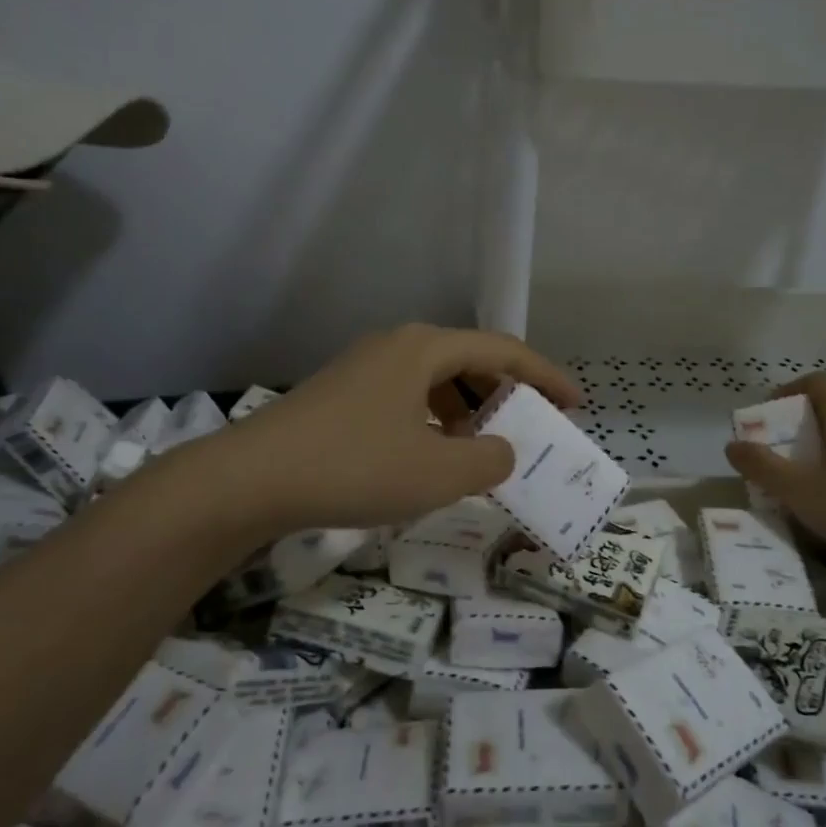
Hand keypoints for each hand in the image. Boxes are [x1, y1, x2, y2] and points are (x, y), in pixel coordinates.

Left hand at [208, 323, 580, 532]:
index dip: (545, 376)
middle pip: (468, 361)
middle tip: (532, 428)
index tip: (575, 404)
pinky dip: (433, 423)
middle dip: (505, 394)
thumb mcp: (438, 471)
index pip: (502, 350)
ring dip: (468, 411)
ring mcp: (363, 370)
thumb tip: (502, 450)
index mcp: (425, 348)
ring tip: (484, 448)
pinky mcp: (340, 397)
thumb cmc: (355, 467)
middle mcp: (396, 347)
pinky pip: (406, 400)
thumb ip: (489, 459)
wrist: (250, 480)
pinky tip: (430, 458)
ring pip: (435, 382)